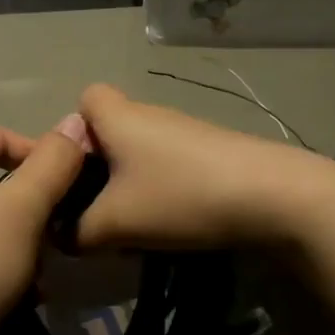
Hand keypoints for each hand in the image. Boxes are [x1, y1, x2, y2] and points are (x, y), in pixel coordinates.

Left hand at [0, 118, 90, 334]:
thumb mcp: (24, 205)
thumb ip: (53, 163)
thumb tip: (74, 123)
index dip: (35, 148)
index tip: (67, 179)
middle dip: (32, 200)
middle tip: (59, 224)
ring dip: (21, 236)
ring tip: (43, 263)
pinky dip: (1, 262)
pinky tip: (22, 289)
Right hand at [74, 83, 324, 250]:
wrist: (272, 196)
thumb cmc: (178, 196)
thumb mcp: (115, 223)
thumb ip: (77, 232)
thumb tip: (62, 236)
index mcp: (119, 118)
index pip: (85, 99)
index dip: (71, 131)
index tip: (74, 172)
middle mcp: (151, 115)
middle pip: (111, 131)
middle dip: (99, 169)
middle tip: (96, 209)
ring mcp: (186, 132)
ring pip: (140, 153)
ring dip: (130, 185)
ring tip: (134, 225)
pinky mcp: (212, 152)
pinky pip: (169, 166)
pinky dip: (161, 190)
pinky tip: (171, 222)